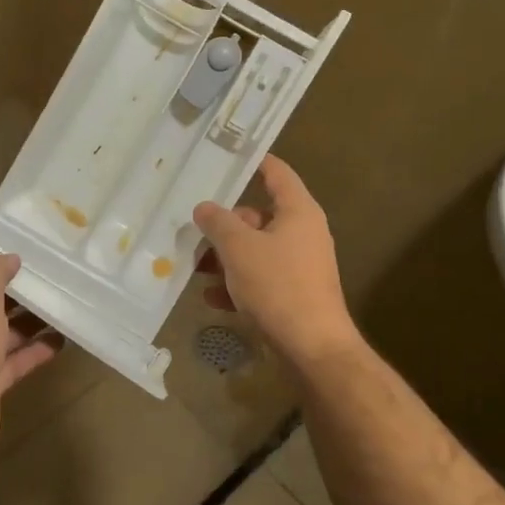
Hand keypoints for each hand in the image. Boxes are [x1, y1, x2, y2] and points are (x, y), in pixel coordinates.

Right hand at [193, 155, 359, 366]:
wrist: (312, 347)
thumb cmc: (278, 286)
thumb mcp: (239, 248)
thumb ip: (218, 222)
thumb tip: (204, 207)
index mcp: (298, 212)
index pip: (277, 173)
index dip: (254, 162)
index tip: (228, 156)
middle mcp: (302, 233)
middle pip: (258, 216)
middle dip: (225, 224)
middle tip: (192, 228)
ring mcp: (299, 266)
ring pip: (255, 250)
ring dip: (225, 257)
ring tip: (194, 266)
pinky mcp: (293, 294)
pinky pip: (259, 279)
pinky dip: (236, 283)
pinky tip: (211, 297)